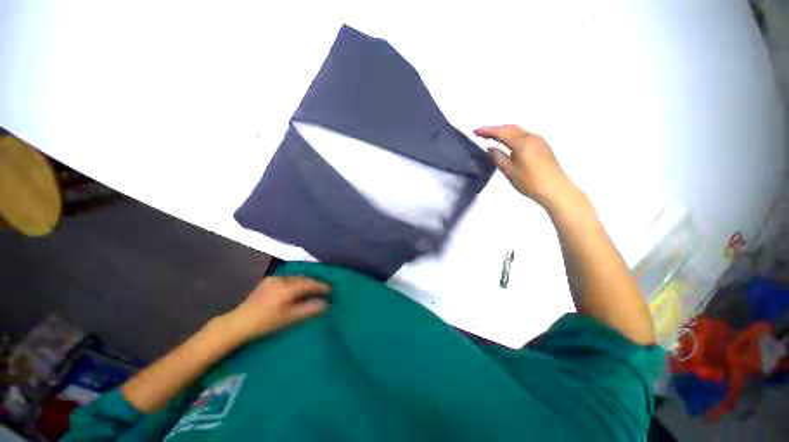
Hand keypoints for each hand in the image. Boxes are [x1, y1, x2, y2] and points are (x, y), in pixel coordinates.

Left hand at [222, 276, 330, 342]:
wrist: (238, 323)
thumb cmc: (266, 323)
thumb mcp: (290, 318)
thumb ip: (310, 309)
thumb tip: (327, 303)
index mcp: (287, 287)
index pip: (310, 283)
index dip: (322, 286)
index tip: (332, 290)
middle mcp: (282, 279)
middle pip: (304, 278)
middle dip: (315, 283)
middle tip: (324, 289)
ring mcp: (274, 278)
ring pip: (296, 277)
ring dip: (306, 282)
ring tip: (313, 289)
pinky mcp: (268, 280)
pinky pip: (288, 278)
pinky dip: (296, 282)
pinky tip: (298, 288)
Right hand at [475, 125, 580, 209]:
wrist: (555, 189)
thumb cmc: (530, 181)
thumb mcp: (509, 171)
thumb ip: (498, 157)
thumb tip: (491, 149)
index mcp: (521, 142)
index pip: (500, 132)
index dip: (487, 131)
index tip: (475, 131)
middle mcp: (531, 137)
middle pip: (510, 128)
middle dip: (495, 129)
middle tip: (482, 134)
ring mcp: (539, 142)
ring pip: (518, 131)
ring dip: (505, 132)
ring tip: (493, 137)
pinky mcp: (543, 147)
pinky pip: (524, 136)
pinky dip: (513, 136)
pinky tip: (509, 144)